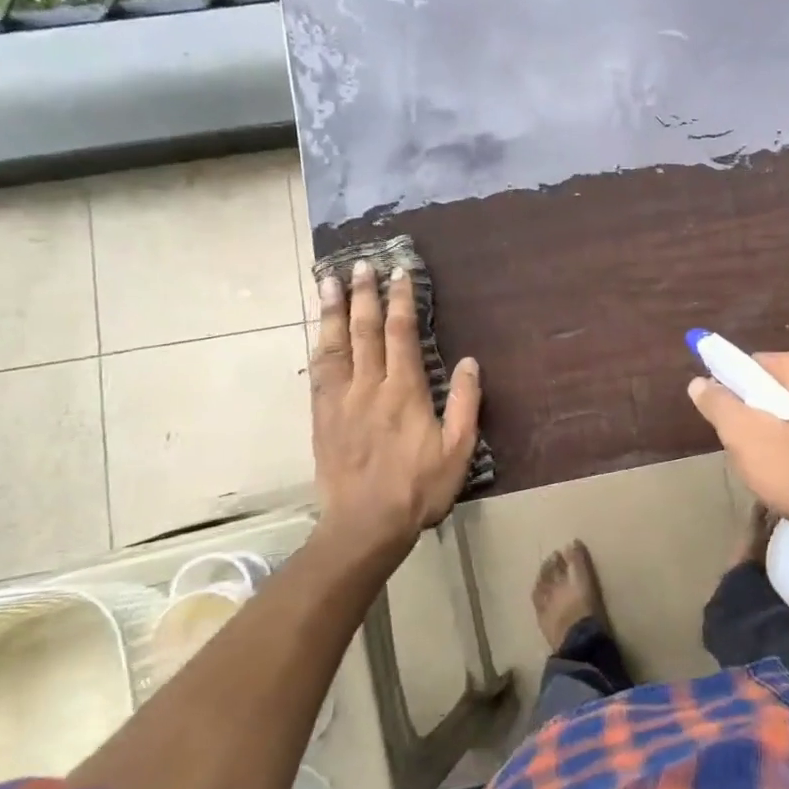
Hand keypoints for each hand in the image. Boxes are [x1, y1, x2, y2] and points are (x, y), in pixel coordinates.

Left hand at [311, 261, 480, 565]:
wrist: (365, 524)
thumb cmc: (418, 488)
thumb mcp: (457, 450)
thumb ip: (464, 403)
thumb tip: (469, 361)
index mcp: (404, 391)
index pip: (401, 334)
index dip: (401, 300)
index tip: (399, 273)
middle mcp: (369, 386)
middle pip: (364, 330)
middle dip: (363, 294)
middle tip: (361, 264)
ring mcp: (340, 400)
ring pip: (335, 345)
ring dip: (332, 310)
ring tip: (329, 281)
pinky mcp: (321, 416)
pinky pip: (319, 372)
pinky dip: (319, 344)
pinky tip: (319, 331)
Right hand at [687, 352, 788, 540]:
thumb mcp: (744, 437)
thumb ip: (718, 404)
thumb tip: (699, 383)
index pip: (757, 365)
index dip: (735, 391)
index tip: (731, 423)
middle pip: (780, 387)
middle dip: (760, 413)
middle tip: (750, 447)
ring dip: (782, 430)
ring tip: (775, 464)